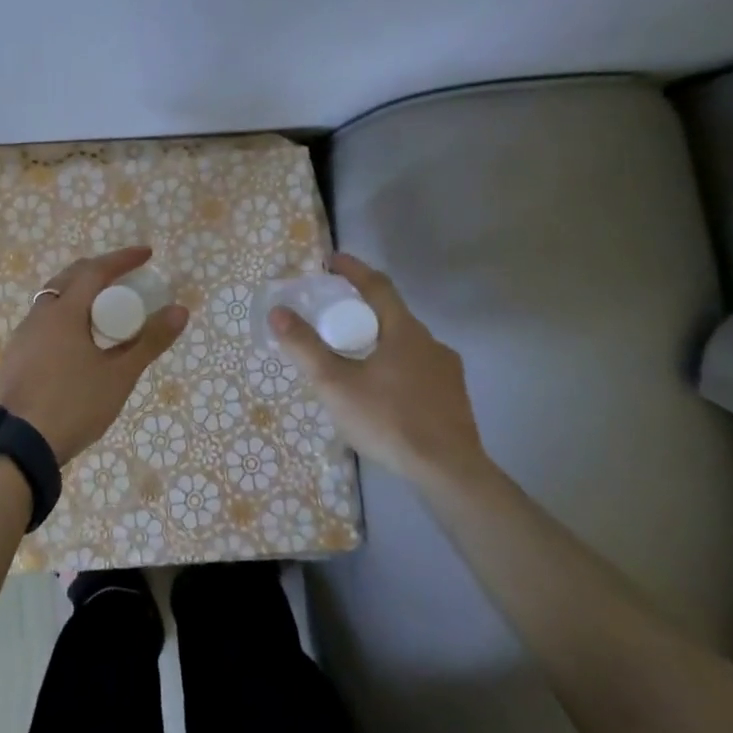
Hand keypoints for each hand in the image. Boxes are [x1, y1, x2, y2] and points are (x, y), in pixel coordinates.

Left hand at [0, 246, 188, 463]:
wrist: (17, 446)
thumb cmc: (72, 405)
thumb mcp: (119, 376)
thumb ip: (149, 341)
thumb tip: (180, 310)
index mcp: (63, 312)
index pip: (96, 271)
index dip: (123, 259)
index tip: (147, 254)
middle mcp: (38, 316)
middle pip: (69, 279)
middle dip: (98, 272)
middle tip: (124, 278)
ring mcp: (22, 337)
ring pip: (53, 301)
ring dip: (79, 295)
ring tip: (103, 310)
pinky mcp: (14, 358)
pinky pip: (44, 324)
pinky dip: (66, 318)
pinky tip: (77, 342)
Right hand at [269, 252, 489, 485]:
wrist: (448, 472)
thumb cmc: (388, 420)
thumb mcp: (335, 384)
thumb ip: (305, 347)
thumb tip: (278, 312)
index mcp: (404, 331)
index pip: (377, 286)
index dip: (353, 270)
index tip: (332, 260)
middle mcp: (430, 342)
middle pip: (392, 314)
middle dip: (362, 310)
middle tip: (333, 317)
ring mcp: (447, 371)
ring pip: (406, 344)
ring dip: (379, 341)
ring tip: (354, 358)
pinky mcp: (453, 398)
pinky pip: (418, 369)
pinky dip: (396, 367)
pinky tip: (383, 392)